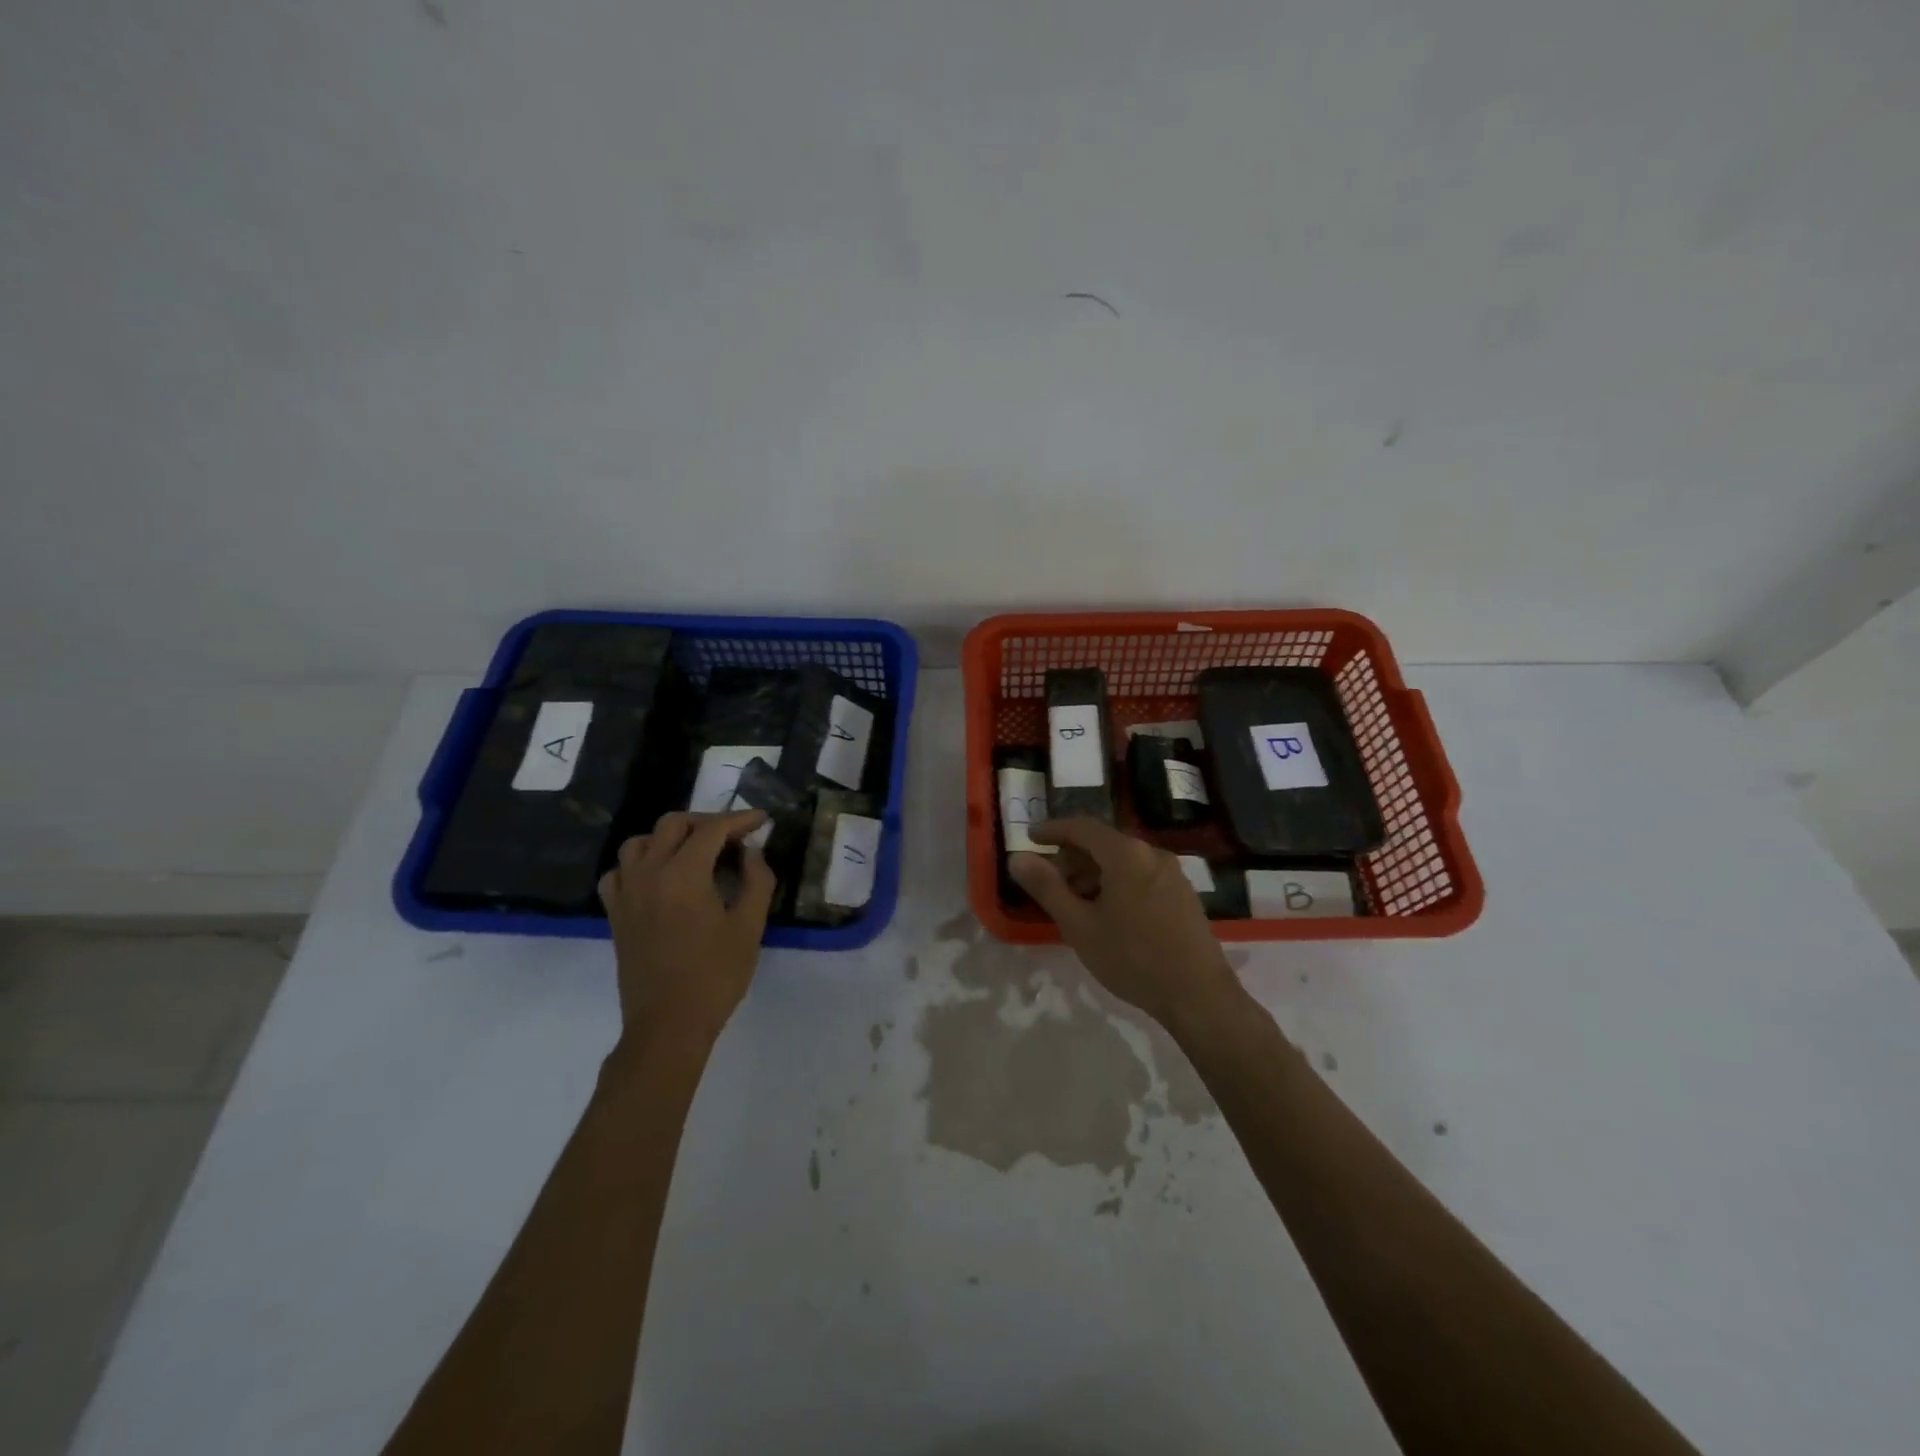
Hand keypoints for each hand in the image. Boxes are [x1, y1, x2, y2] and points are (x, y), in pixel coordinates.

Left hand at [599, 810, 775, 1043]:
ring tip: (694, 852)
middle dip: (706, 822)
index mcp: (684, 874)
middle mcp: (649, 873)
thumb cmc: (716, 976)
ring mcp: (627, 893)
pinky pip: (619, 872)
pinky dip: (639, 864)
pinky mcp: (616, 914)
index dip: (740, 819)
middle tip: (733, 837)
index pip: (712, 830)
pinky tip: (657, 877)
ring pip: (640, 842)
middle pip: (673, 825)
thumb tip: (751, 852)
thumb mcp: (749, 927)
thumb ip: (756, 881)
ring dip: (669, 837)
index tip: (762, 819)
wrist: (668, 1025)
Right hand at [1010, 818, 1245, 1036]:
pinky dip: (1117, 883)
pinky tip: (1108, 914)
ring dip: (1094, 873)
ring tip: (1075, 904)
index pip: (1082, 827)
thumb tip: (1017, 858)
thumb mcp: (1079, 925)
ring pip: (1123, 861)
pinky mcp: (1183, 894)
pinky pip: (1141, 875)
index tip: (1030, 838)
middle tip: (1049, 883)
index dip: (1053, 830)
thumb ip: (1047, 887)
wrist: (1199, 996)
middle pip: (1103, 843)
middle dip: (1072, 858)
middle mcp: (1152, 853)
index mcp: (1126, 854)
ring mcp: (1172, 873)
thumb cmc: (1132, 958)